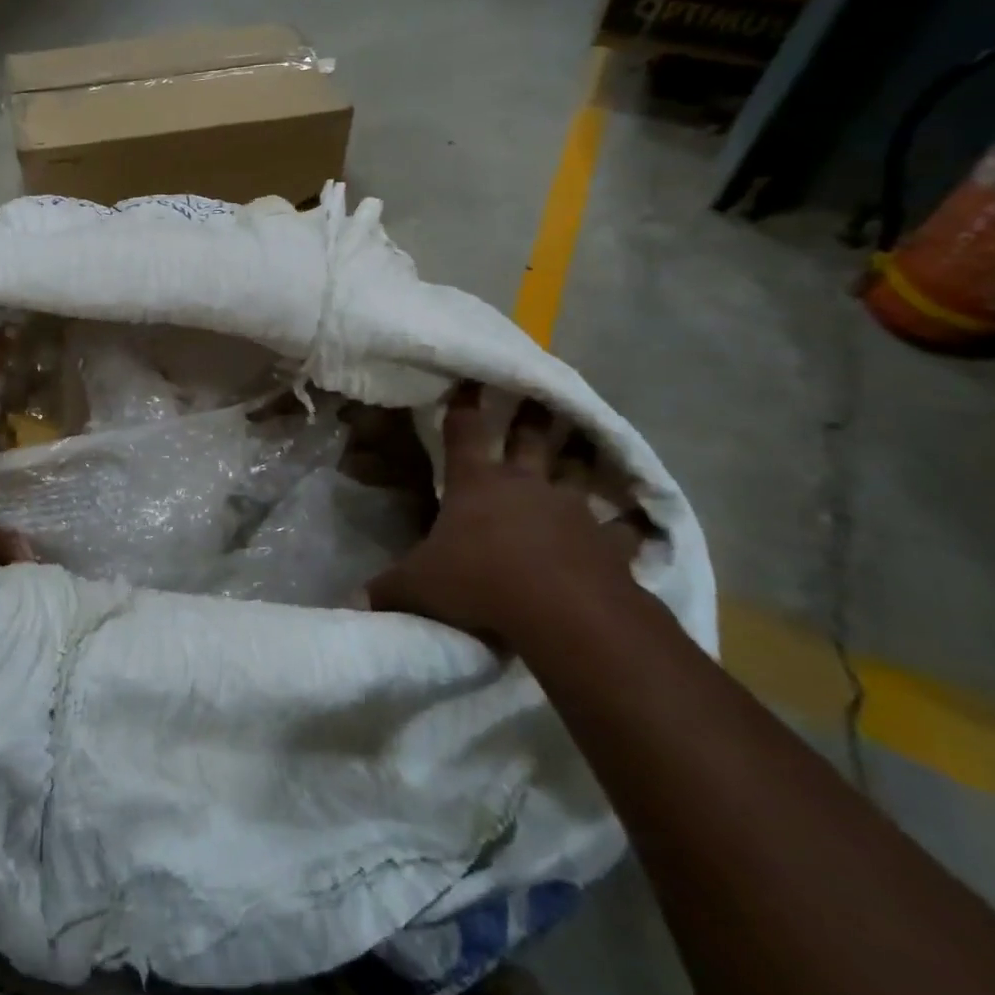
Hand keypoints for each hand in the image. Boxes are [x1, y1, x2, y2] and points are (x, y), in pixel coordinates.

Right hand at [365, 382, 647, 642]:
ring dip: (582, 457)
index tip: (469, 380)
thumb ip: (387, 589)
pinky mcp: (609, 545)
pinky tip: (639, 524)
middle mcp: (526, 486)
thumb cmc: (479, 583)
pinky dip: (630, 526)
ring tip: (588, 441)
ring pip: (579, 473)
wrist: (562, 614)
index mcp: (475, 484)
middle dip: (533, 415)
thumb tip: (355, 601)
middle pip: (531, 439)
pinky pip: (624, 531)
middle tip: (541, 395)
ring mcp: (573, 511)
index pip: (464, 431)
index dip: (463, 404)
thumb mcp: (417, 587)